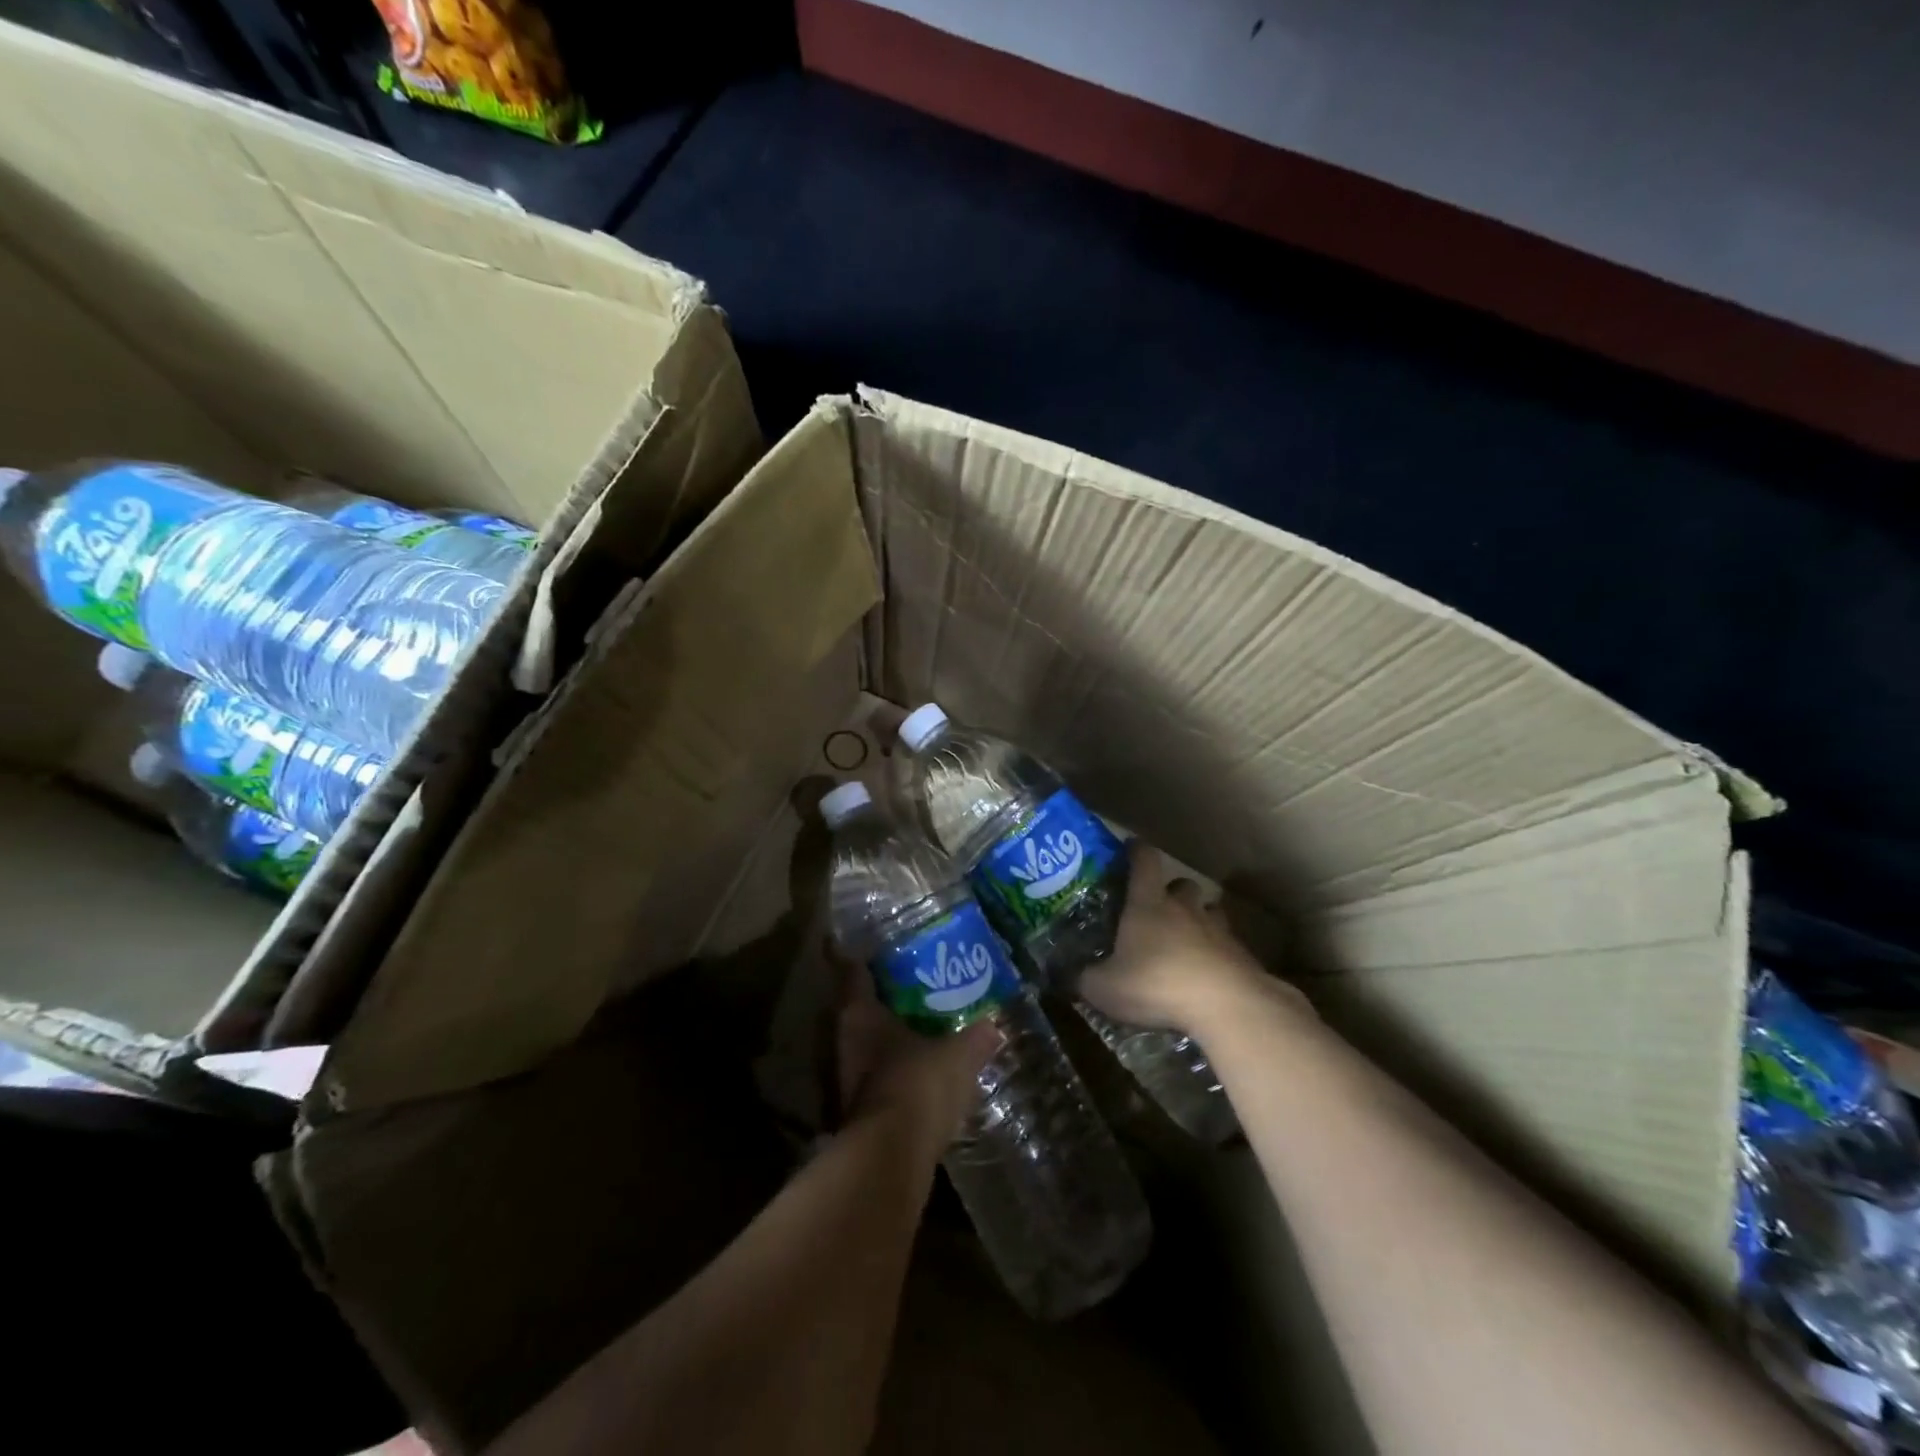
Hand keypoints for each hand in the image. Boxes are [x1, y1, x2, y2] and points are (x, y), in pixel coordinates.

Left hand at [833, 953, 999, 1157]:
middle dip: (884, 1001)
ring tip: (922, 1029)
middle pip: (860, 1010)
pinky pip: (878, 1078)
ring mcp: (847, 1078)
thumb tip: (995, 1025)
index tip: (878, 948)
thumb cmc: (919, 1083)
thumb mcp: (958, 1055)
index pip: (853, 973)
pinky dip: (895, 1072)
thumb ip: (976, 1038)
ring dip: (888, 1039)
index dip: (864, 959)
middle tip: (914, 987)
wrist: (893, 1158)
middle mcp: (845, 1040)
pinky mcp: (859, 1112)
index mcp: (859, 1014)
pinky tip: (920, 1072)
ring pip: (866, 1046)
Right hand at [1079, 842, 1295, 1034]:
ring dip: (1198, 920)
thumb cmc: (1156, 983)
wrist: (1225, 1006)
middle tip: (1157, 909)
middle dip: (1171, 891)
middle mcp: (1184, 908)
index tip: (1129, 848)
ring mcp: (1218, 930)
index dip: (1136, 851)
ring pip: (1209, 912)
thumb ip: (1084, 980)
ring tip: (1186, 941)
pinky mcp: (1241, 956)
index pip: (1144, 861)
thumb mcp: (1105, 988)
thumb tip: (1069, 978)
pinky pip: (1227, 945)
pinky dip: (1217, 954)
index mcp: (1148, 903)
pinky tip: (1207, 975)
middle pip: (1182, 884)